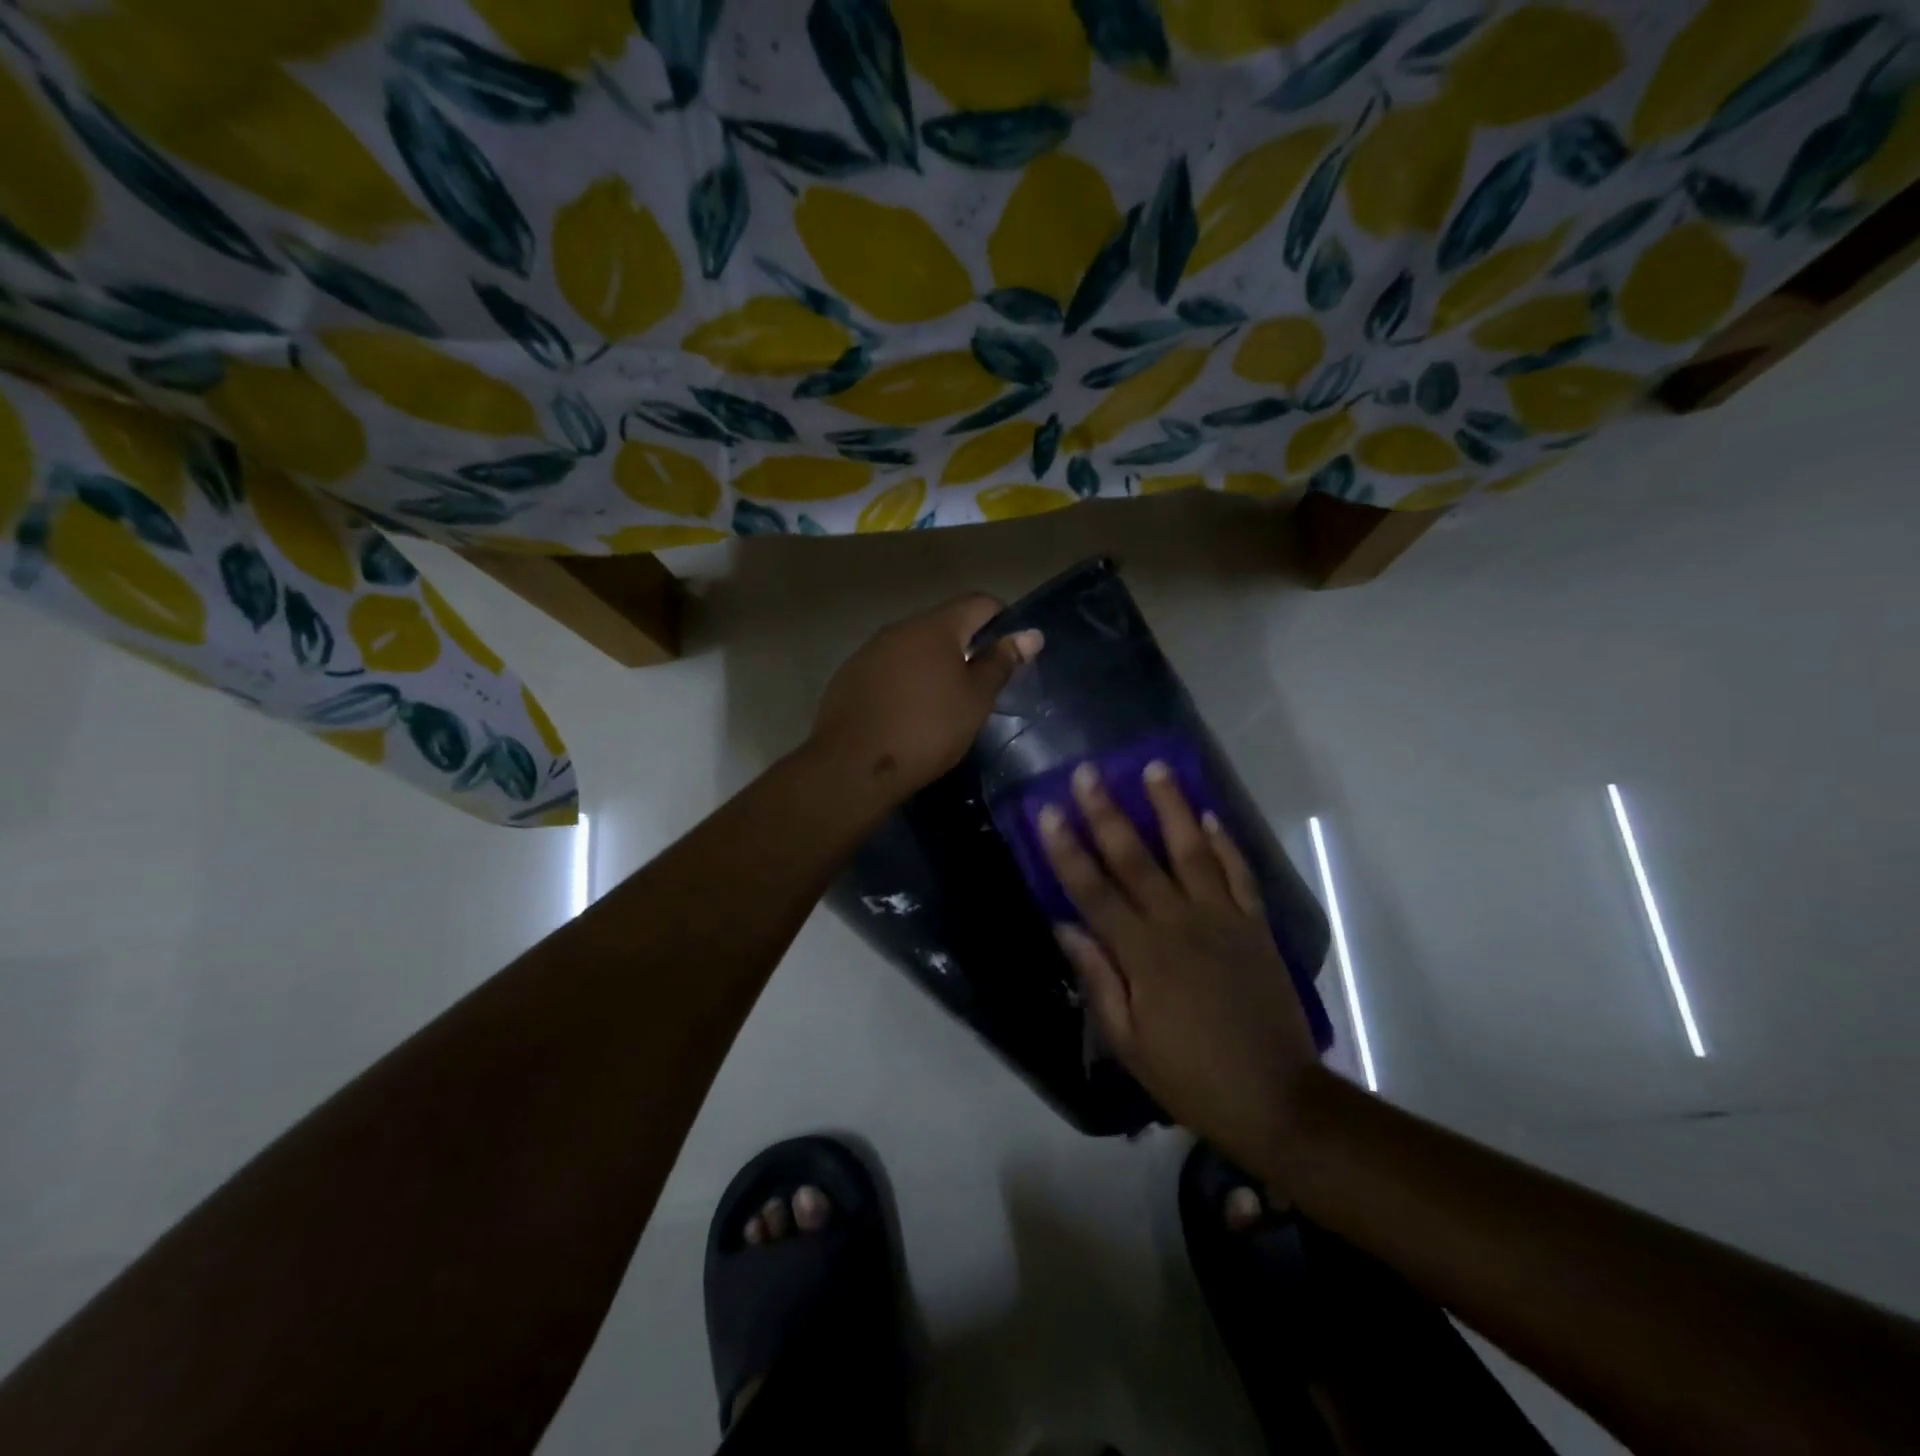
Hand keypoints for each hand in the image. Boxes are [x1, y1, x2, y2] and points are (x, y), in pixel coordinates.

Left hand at [810, 593, 1042, 800]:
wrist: (852, 766)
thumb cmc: (927, 729)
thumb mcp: (975, 700)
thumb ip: (1001, 663)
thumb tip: (1031, 634)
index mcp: (935, 626)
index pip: (979, 602)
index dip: (1002, 620)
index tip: (1011, 652)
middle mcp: (899, 628)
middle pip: (943, 624)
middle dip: (966, 646)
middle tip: (980, 684)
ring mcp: (869, 651)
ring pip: (913, 648)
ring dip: (933, 665)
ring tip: (944, 702)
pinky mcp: (849, 676)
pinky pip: (888, 669)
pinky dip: (905, 682)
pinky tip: (907, 713)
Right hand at [1040, 761, 1321, 1177]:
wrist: (1278, 1098)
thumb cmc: (1191, 1076)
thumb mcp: (1129, 1043)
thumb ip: (1097, 979)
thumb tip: (1064, 927)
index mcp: (1143, 955)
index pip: (1094, 891)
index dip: (1067, 850)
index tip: (1049, 811)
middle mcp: (1180, 924)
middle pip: (1136, 859)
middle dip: (1108, 813)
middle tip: (1089, 771)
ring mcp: (1223, 920)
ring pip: (1192, 852)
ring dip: (1172, 808)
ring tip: (1156, 768)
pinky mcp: (1256, 926)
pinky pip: (1240, 874)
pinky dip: (1226, 843)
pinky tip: (1210, 815)